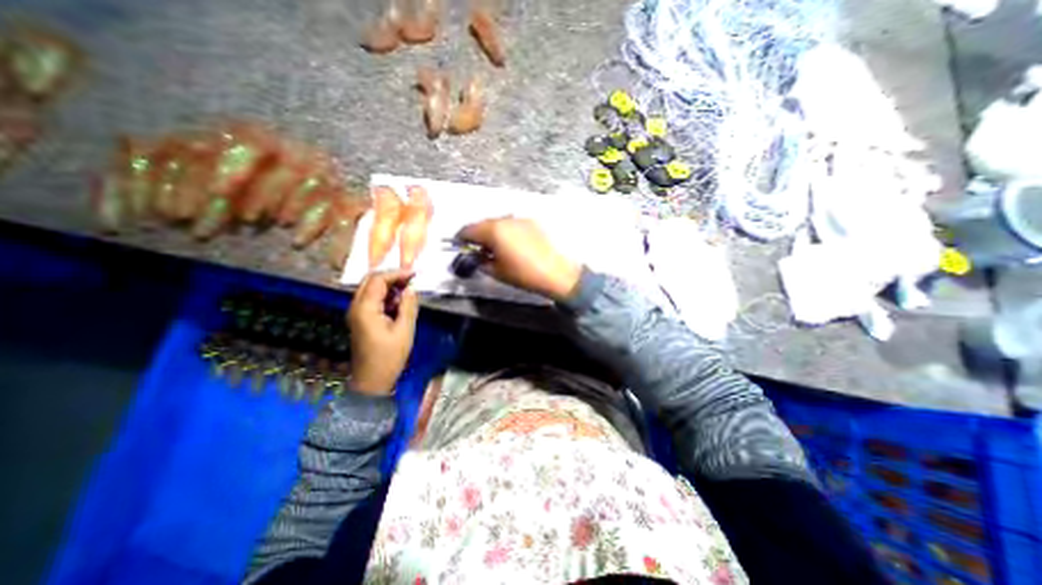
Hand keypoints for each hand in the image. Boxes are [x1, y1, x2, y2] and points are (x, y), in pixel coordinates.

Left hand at [345, 270, 417, 397]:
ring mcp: (357, 313)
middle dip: (392, 277)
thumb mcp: (404, 330)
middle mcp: (356, 307)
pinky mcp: (361, 319)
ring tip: (409, 291)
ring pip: (371, 289)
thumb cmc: (389, 357)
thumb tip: (412, 288)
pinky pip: (373, 300)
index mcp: (365, 309)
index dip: (397, 273)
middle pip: (371, 281)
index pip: (378, 280)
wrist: (372, 380)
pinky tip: (400, 303)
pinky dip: (386, 297)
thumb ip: (408, 306)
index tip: (414, 274)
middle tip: (412, 280)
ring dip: (390, 287)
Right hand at [457, 217, 582, 302]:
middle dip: (478, 234)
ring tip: (495, 246)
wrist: (556, 273)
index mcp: (493, 230)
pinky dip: (507, 231)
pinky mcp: (532, 223)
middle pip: (484, 223)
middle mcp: (506, 220)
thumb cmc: (523, 274)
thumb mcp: (496, 271)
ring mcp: (520, 219)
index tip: (460, 245)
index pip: (469, 229)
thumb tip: (476, 255)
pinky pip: (513, 224)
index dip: (462, 237)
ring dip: (493, 232)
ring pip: (499, 222)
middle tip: (477, 248)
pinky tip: (511, 244)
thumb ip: (481, 260)